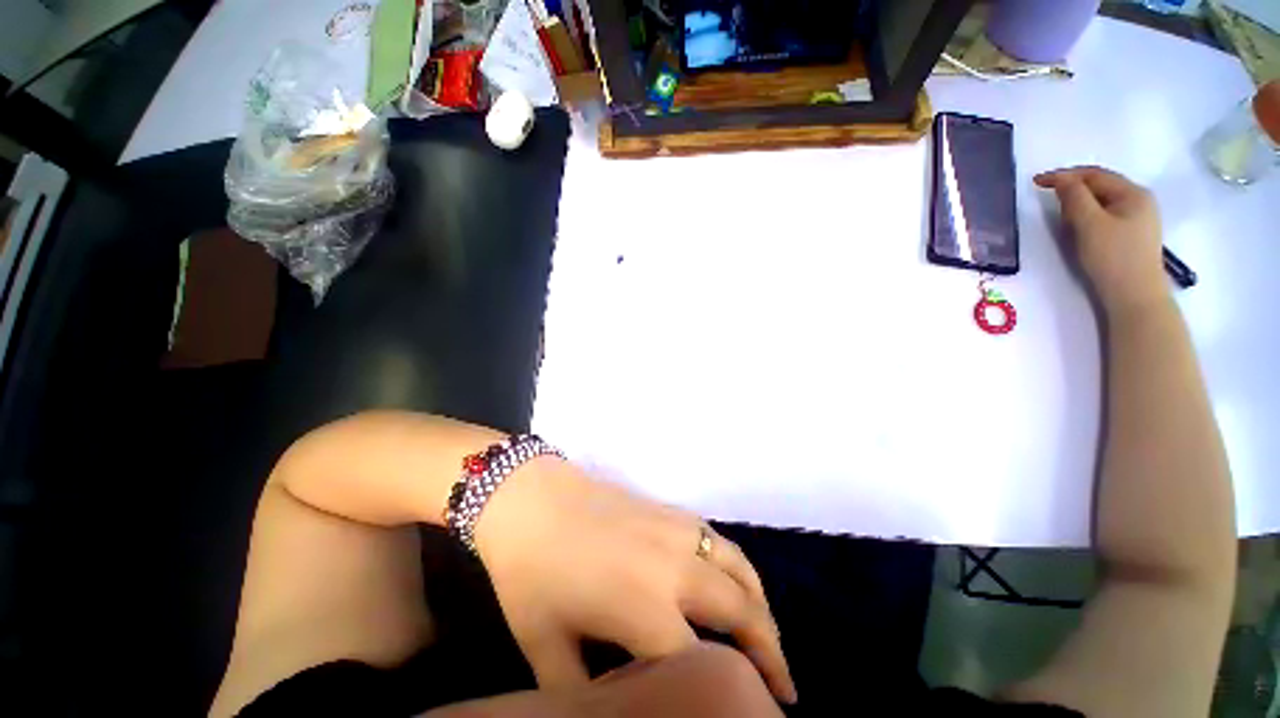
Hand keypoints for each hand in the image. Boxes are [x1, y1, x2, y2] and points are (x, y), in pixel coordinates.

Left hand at [472, 459, 796, 703]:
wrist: (533, 499)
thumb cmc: (532, 572)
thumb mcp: (546, 649)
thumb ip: (582, 695)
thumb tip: (611, 713)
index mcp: (644, 607)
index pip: (702, 666)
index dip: (728, 696)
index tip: (748, 716)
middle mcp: (675, 568)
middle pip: (741, 613)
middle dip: (770, 654)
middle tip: (782, 688)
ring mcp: (678, 531)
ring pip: (740, 570)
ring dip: (761, 606)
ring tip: (768, 636)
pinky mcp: (673, 511)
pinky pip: (720, 542)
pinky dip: (740, 568)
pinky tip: (734, 581)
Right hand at [1035, 166, 1168, 316]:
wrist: (1134, 297)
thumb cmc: (1112, 257)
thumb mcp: (1089, 224)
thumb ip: (1074, 197)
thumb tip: (1061, 179)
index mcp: (1133, 193)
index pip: (1094, 175)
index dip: (1065, 175)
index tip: (1036, 182)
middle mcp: (1140, 200)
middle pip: (1101, 186)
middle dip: (1073, 188)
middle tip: (1047, 197)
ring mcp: (1139, 219)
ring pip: (1103, 202)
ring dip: (1080, 202)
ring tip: (1060, 212)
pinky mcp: (1132, 236)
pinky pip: (1107, 215)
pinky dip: (1088, 215)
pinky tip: (1079, 226)